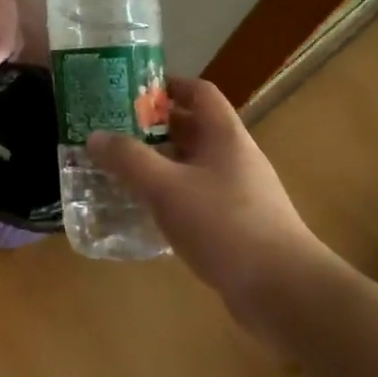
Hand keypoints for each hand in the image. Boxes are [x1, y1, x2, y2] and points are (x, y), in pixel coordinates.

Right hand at [88, 77, 333, 337]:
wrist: (283, 292)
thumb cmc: (224, 225)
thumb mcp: (166, 187)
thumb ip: (128, 159)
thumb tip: (94, 136)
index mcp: (225, 136)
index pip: (198, 92)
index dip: (167, 84)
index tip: (130, 91)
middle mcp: (234, 157)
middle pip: (192, 128)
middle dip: (152, 127)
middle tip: (112, 130)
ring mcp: (238, 192)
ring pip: (191, 165)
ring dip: (158, 163)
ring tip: (119, 168)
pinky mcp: (235, 224)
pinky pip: (195, 196)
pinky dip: (169, 195)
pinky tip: (143, 210)